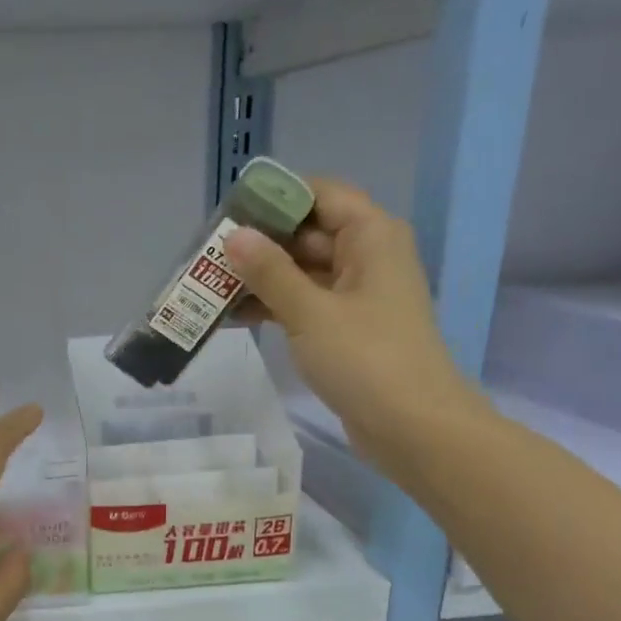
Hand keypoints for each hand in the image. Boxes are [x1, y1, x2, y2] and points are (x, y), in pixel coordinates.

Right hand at [226, 177, 483, 469]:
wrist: (411, 426)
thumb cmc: (365, 359)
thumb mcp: (310, 312)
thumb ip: (270, 272)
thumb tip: (234, 236)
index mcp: (371, 236)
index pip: (320, 194)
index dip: (275, 199)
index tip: (230, 215)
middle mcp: (367, 257)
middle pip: (308, 233)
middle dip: (260, 244)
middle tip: (208, 257)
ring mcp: (358, 295)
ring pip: (303, 272)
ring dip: (262, 279)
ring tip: (211, 289)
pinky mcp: (348, 329)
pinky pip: (307, 304)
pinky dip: (276, 307)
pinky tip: (235, 317)